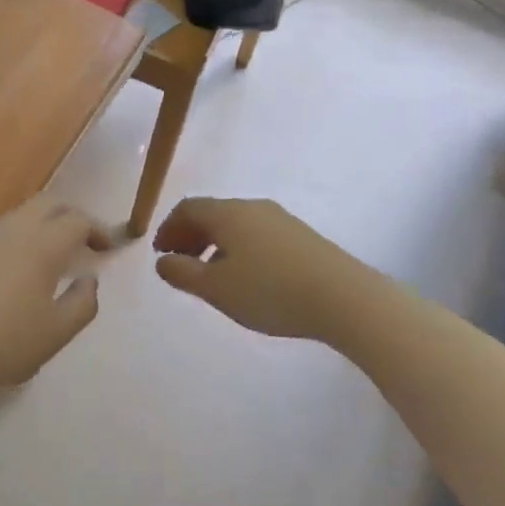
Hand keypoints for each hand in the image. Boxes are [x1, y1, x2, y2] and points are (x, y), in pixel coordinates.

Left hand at [0, 196, 113, 389]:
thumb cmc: (2, 340)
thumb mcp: (56, 333)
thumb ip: (82, 304)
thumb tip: (89, 280)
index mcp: (43, 244)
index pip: (78, 220)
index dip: (98, 230)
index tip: (107, 250)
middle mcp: (13, 229)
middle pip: (49, 203)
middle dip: (71, 215)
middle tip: (83, 241)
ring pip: (20, 215)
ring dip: (41, 226)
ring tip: (49, 257)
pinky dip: (15, 241)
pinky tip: (10, 272)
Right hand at [153, 197, 360, 340]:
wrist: (343, 297)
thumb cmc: (269, 290)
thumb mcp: (216, 288)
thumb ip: (183, 273)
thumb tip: (163, 261)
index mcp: (228, 213)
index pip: (188, 208)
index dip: (168, 228)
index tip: (161, 254)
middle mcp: (253, 207)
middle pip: (212, 213)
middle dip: (191, 236)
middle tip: (181, 263)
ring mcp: (281, 220)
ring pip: (237, 225)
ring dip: (215, 244)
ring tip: (212, 275)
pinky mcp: (301, 237)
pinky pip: (258, 235)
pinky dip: (239, 249)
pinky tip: (247, 278)